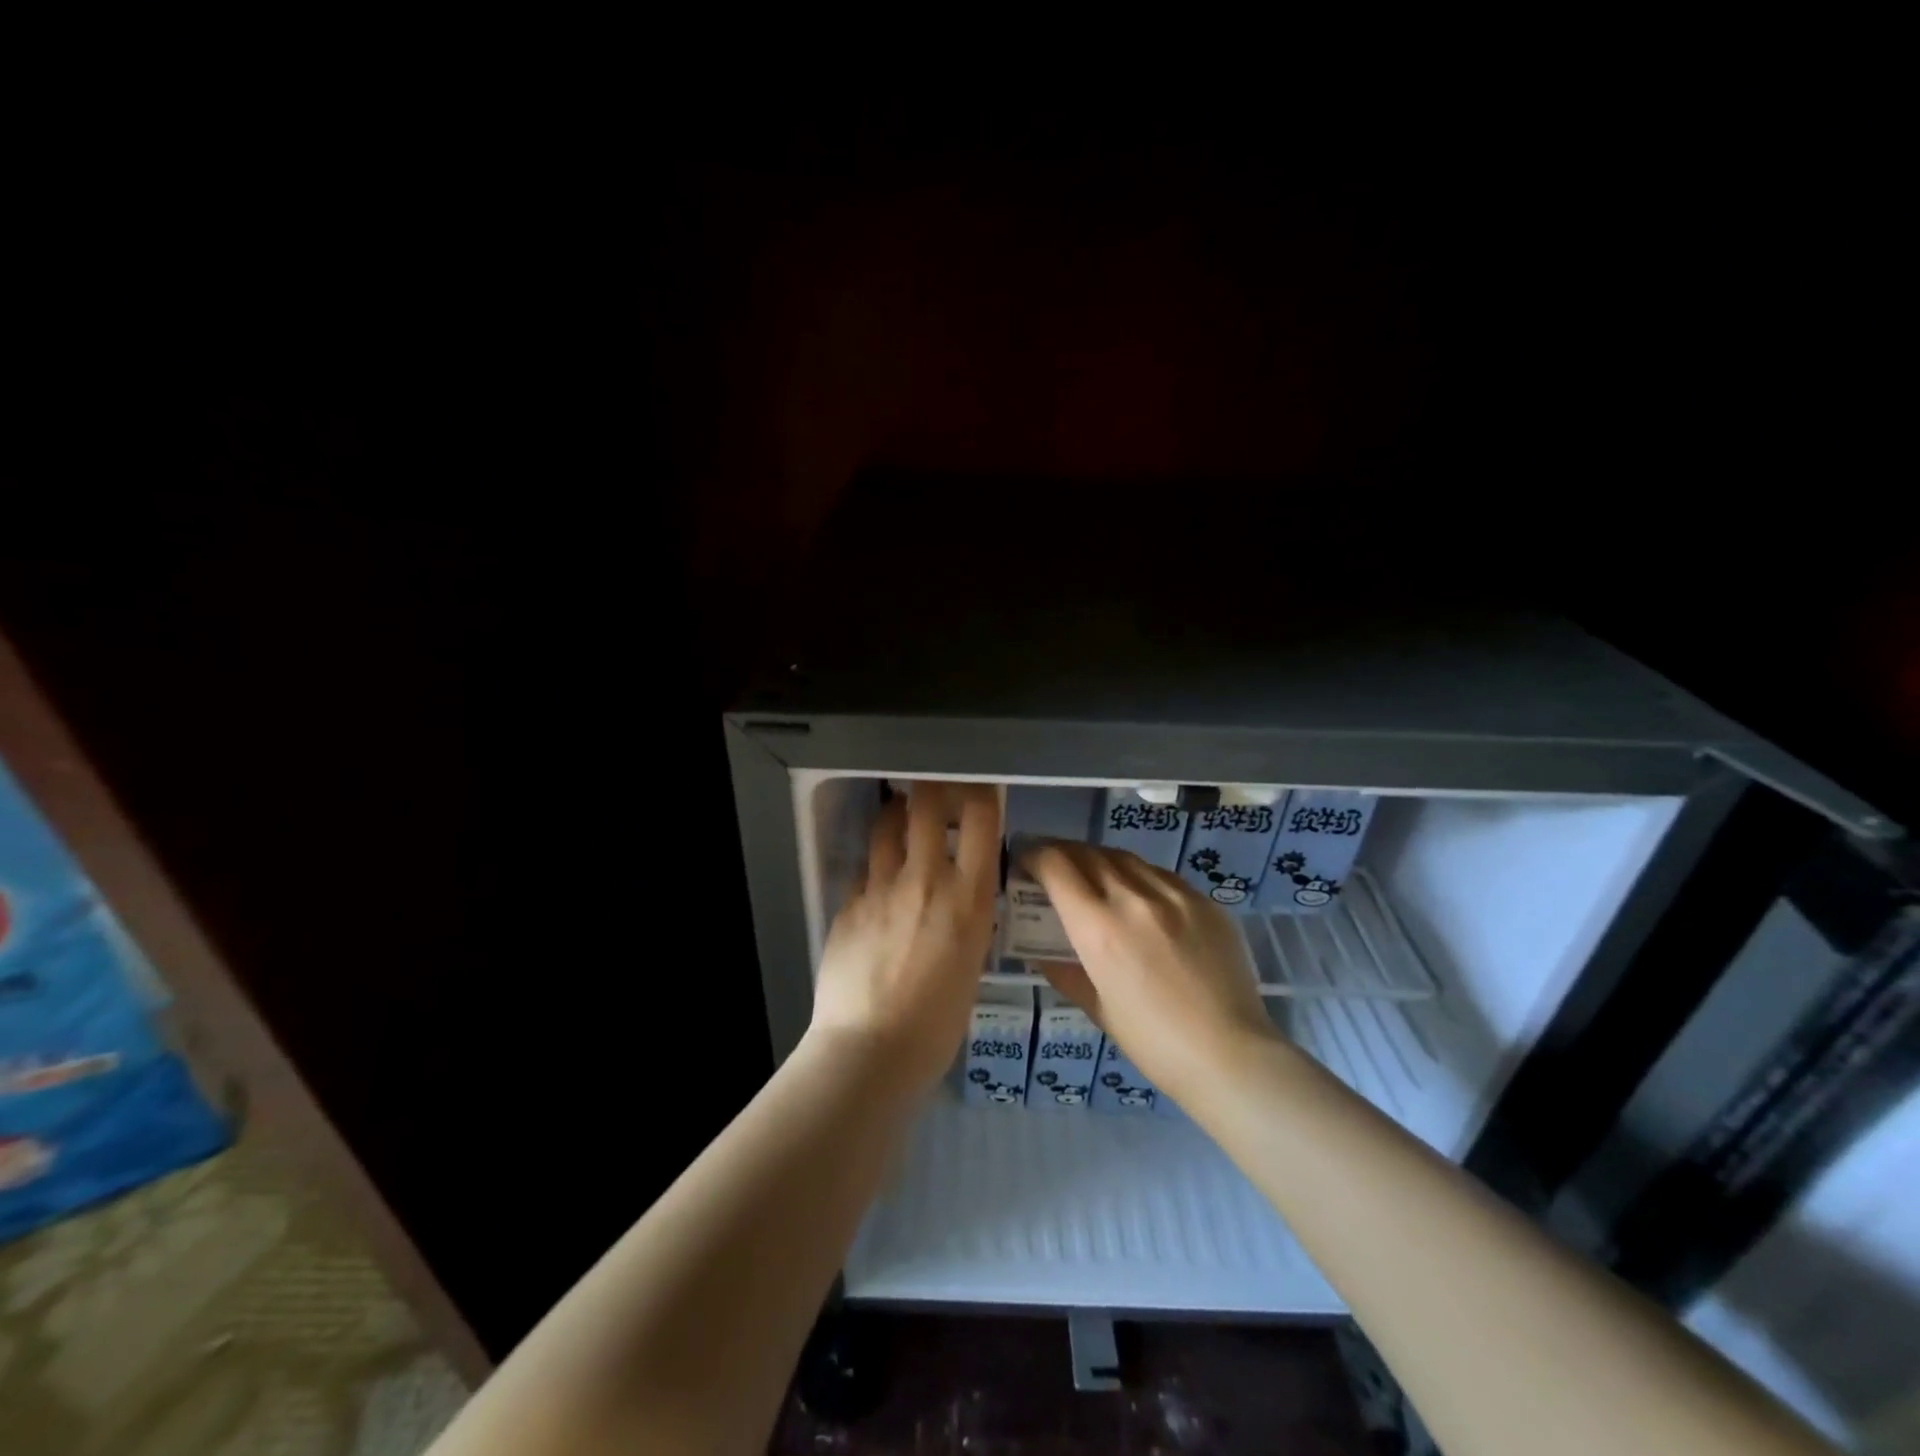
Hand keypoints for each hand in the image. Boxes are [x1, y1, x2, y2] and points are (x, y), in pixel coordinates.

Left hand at [807, 782, 1000, 1094]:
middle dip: (929, 788)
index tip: (978, 789)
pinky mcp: (848, 903)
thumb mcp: (972, 964)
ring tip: (899, 818)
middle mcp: (926, 879)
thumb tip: (961, 900)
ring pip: (886, 826)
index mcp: (968, 898)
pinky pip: (864, 872)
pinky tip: (875, 888)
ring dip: (895, 815)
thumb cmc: (937, 1024)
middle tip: (931, 791)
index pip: (980, 818)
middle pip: (925, 804)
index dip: (980, 792)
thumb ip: (968, 921)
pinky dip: (874, 870)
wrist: (871, 1050)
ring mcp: (881, 888)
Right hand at [1023, 841, 1277, 1102]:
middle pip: (1087, 853)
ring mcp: (1174, 895)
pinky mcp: (1204, 900)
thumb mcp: (1098, 1008)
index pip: (1056, 867)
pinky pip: (1160, 874)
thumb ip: (1066, 971)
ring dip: (1099, 859)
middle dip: (1062, 853)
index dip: (1034, 856)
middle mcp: (1133, 898)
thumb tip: (1044, 952)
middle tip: (1051, 864)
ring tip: (1091, 873)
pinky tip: (1138, 894)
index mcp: (1099, 928)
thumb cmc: (1154, 1043)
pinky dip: (1137, 875)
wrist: (1230, 1054)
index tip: (1025, 861)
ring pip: (1125, 857)